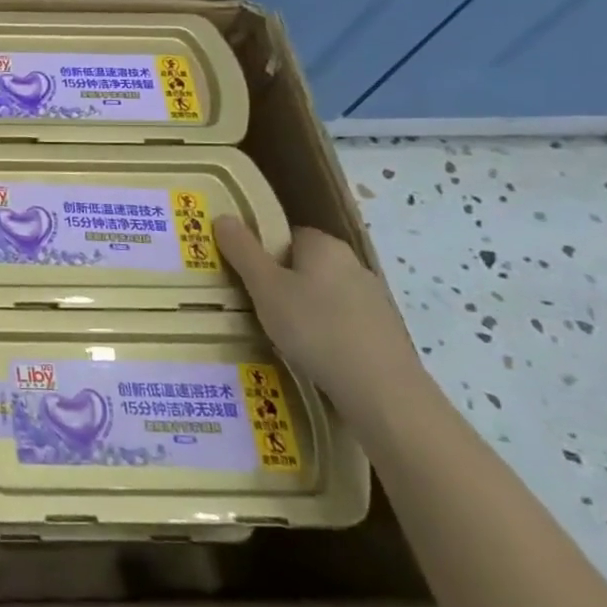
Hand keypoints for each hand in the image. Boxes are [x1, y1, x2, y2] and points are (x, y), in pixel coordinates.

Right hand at [213, 217, 425, 423]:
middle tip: (252, 303)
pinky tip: (311, 352)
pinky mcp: (383, 331)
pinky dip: (323, 330)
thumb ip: (243, 251)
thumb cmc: (315, 328)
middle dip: (279, 280)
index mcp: (325, 246)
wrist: (382, 390)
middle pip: (304, 264)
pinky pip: (340, 320)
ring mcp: (373, 299)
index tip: (242, 273)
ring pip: (322, 294)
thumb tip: (224, 216)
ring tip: (278, 332)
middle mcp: (353, 264)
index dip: (261, 250)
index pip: (286, 234)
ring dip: (301, 307)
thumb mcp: (265, 287)